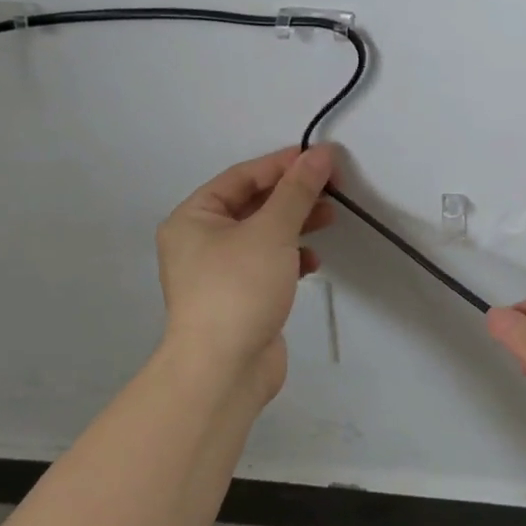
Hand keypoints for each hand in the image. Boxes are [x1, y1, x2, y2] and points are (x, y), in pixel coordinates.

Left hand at [156, 145, 335, 408]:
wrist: (223, 370)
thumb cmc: (239, 288)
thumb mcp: (271, 231)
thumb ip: (297, 191)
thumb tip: (320, 154)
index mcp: (193, 218)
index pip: (241, 177)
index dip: (282, 165)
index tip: (321, 159)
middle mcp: (199, 241)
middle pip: (252, 204)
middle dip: (293, 195)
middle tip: (331, 188)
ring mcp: (218, 273)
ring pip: (262, 235)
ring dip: (295, 225)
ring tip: (330, 218)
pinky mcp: (238, 298)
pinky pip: (266, 264)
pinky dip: (290, 258)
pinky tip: (312, 262)